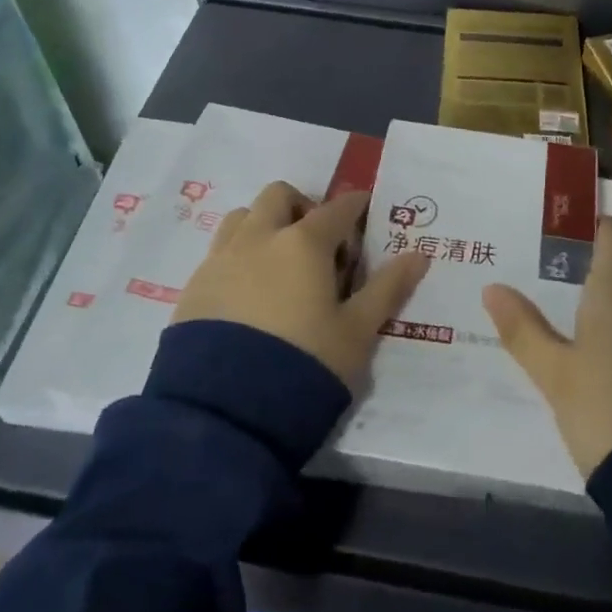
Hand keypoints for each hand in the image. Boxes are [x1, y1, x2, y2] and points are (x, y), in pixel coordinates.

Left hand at [173, 182, 429, 388]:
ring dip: (264, 227)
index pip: (337, 208)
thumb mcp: (357, 333)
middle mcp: (260, 238)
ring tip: (277, 266)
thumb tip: (418, 255)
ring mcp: (221, 260)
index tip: (364, 217)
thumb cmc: (305, 366)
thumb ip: (387, 288)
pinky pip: (218, 254)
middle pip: (280, 196)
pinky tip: (247, 297)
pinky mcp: (192, 289)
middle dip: (302, 207)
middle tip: (317, 244)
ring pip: (242, 218)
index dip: (355, 208)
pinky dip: (238, 259)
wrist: (223, 415)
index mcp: (304, 243)